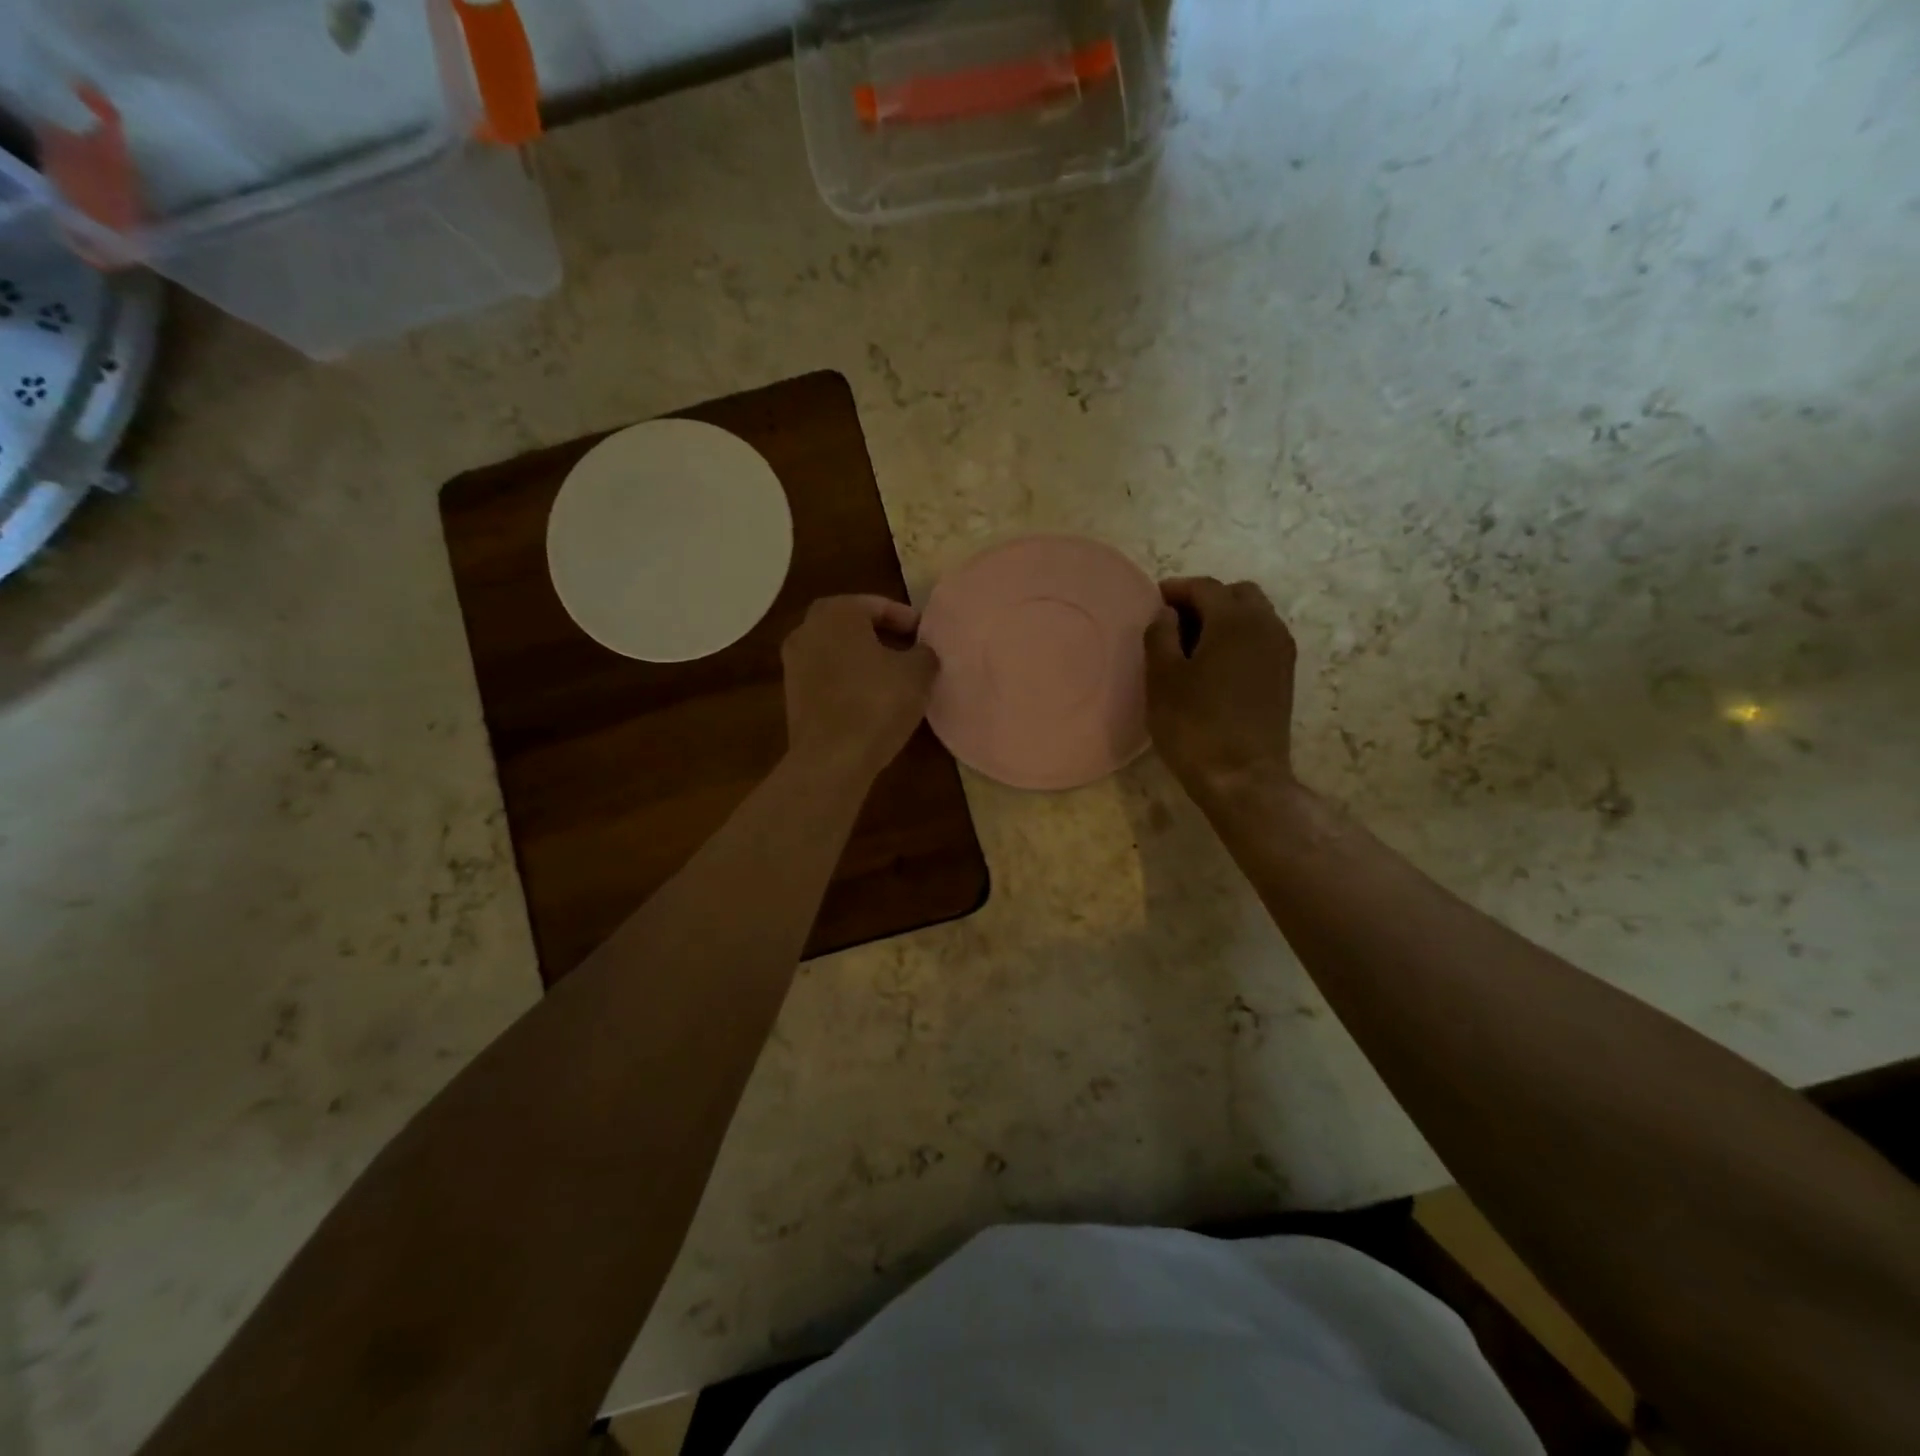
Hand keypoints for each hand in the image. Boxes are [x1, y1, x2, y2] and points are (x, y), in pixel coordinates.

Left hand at [782, 595, 937, 784]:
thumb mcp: (918, 673)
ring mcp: (794, 664)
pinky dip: (849, 682)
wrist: (831, 759)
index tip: (926, 636)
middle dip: (882, 636)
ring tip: (895, 678)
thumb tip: (921, 652)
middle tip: (910, 651)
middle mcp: (806, 630)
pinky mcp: (792, 696)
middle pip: (853, 626)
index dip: (906, 619)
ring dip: (864, 660)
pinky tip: (872, 701)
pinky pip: (828, 678)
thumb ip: (924, 652)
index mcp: (836, 613)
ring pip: (838, 653)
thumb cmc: (876, 703)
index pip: (877, 605)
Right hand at [1143, 578, 1298, 796]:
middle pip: (1237, 595)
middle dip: (1205, 600)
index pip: (1205, 587)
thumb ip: (1161, 635)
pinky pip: (1261, 639)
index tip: (1152, 601)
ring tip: (1193, 644)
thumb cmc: (1194, 725)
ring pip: (1254, 616)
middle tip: (1174, 622)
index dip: (1176, 589)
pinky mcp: (1284, 676)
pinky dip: (1238, 638)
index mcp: (1234, 620)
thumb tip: (1167, 614)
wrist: (1242, 777)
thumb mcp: (1162, 678)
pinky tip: (1214, 665)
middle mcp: (1266, 626)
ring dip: (1224, 619)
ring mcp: (1281, 652)